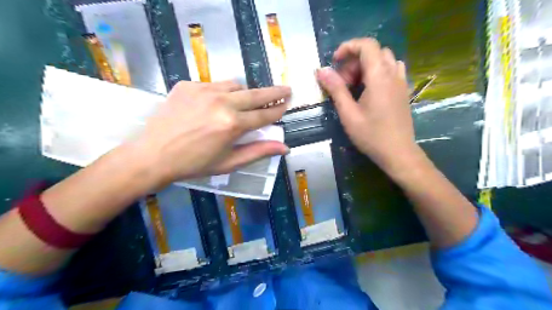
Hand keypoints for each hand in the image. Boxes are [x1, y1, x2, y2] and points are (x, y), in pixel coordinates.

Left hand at [127, 81, 290, 187]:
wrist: (153, 155)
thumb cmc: (193, 164)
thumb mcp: (229, 163)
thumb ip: (258, 152)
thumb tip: (284, 147)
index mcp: (232, 124)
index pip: (263, 115)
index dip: (278, 110)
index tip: (287, 104)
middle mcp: (221, 102)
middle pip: (255, 94)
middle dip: (274, 92)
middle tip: (287, 89)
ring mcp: (203, 90)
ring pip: (235, 85)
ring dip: (245, 93)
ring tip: (244, 102)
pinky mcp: (188, 85)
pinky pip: (214, 84)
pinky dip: (222, 92)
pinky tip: (215, 104)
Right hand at [317, 38, 415, 173]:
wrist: (398, 152)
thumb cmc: (371, 135)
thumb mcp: (348, 113)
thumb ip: (336, 89)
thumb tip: (321, 71)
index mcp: (379, 77)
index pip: (367, 45)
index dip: (348, 47)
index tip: (334, 62)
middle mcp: (393, 74)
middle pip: (374, 52)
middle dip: (354, 62)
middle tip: (342, 83)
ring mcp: (401, 82)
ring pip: (383, 60)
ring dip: (366, 66)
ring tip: (355, 85)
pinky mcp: (403, 91)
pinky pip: (391, 70)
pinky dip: (378, 72)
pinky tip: (370, 89)